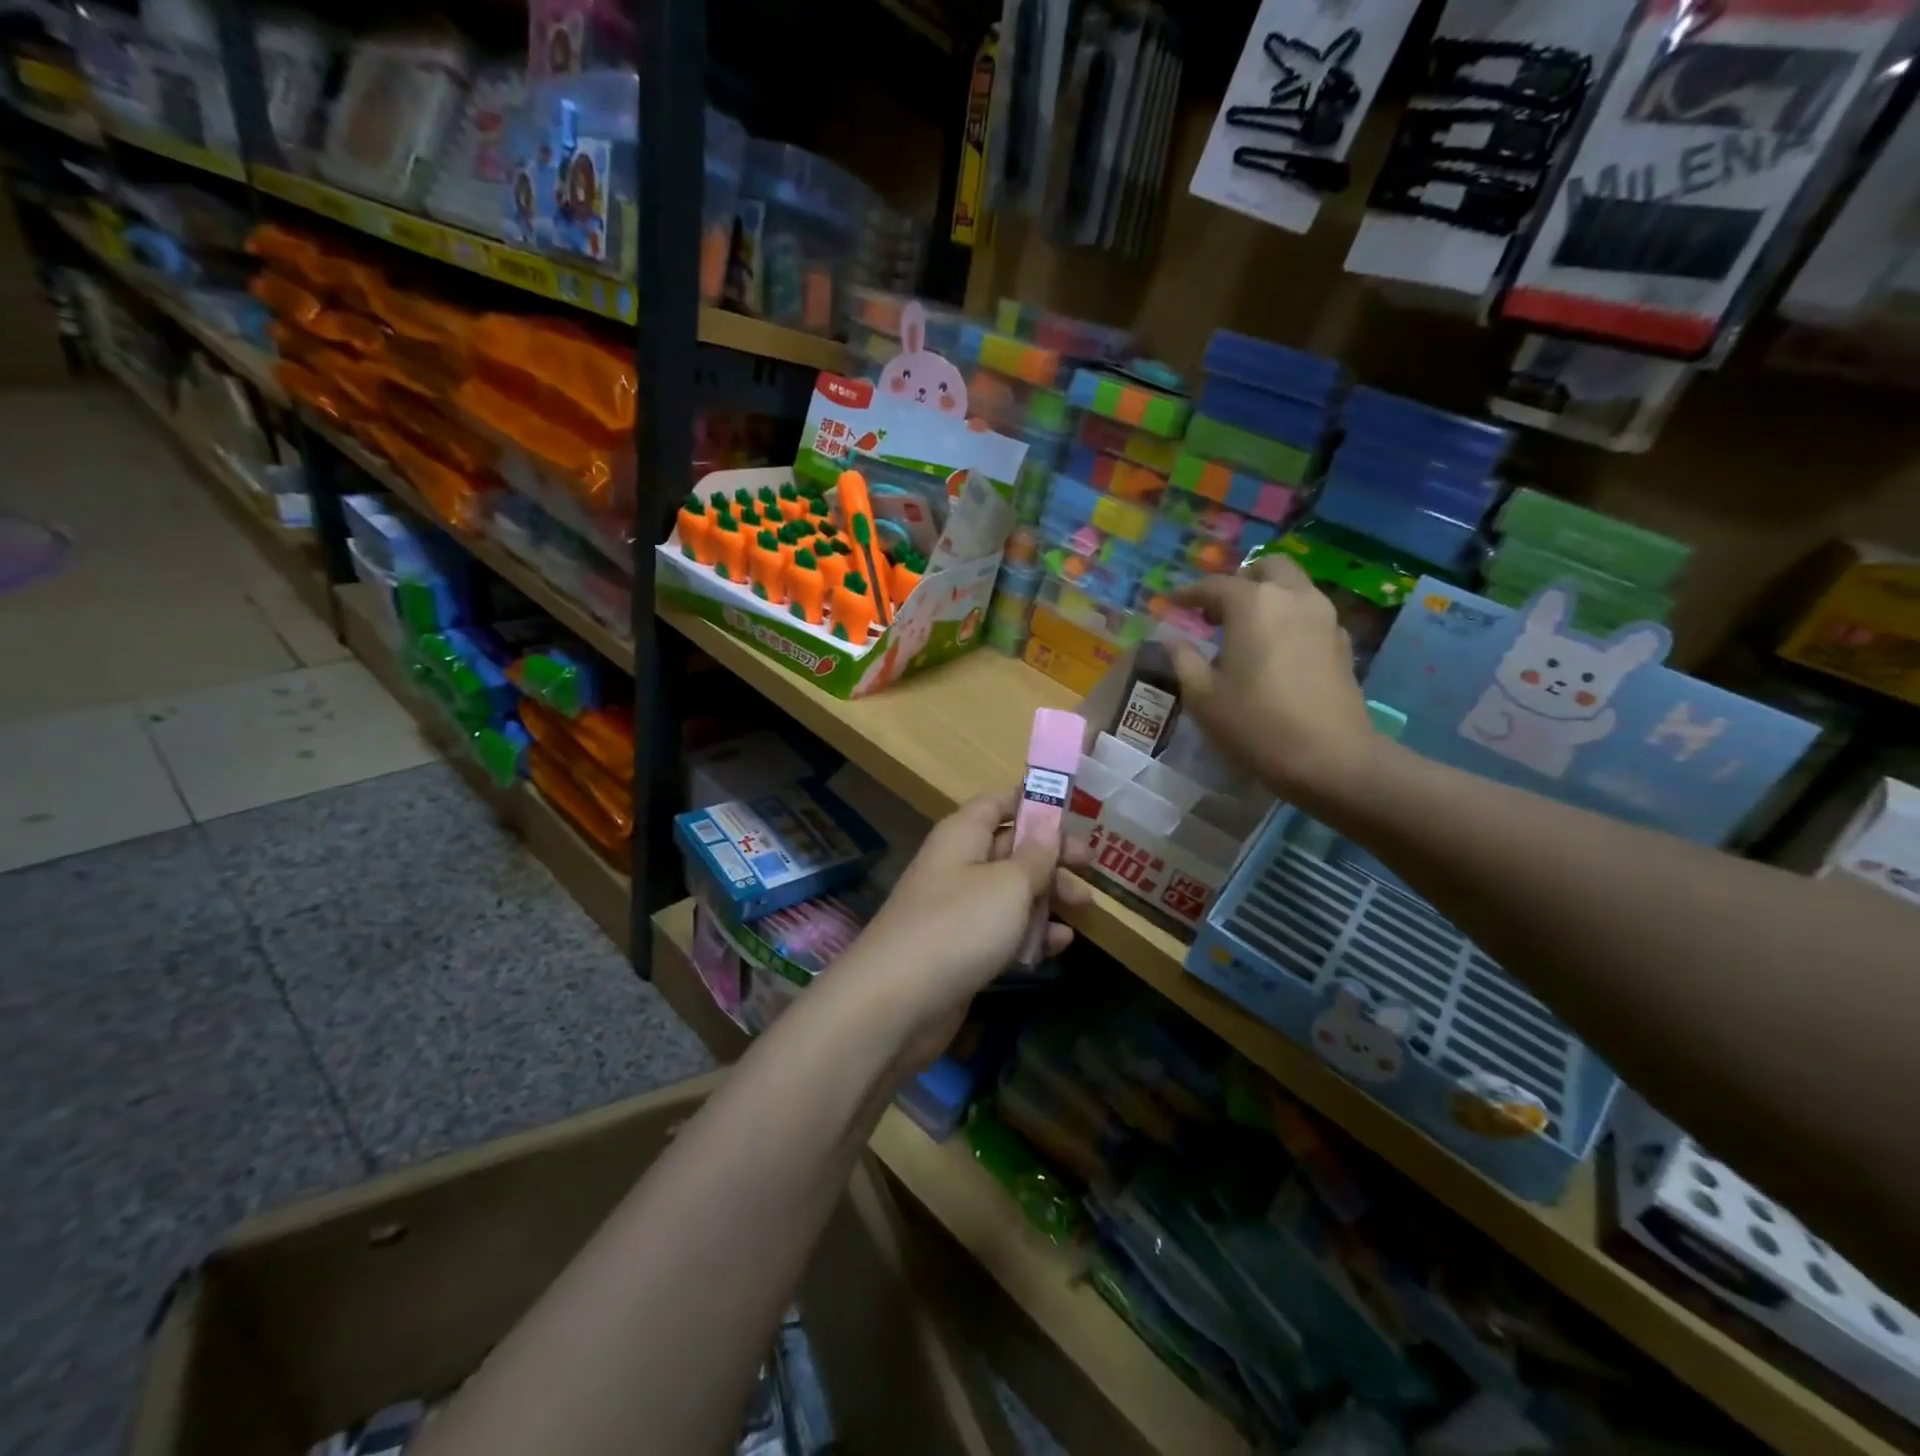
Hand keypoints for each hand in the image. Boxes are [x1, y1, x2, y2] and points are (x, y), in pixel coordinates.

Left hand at [841, 790, 1090, 1069]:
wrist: (896, 1002)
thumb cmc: (959, 926)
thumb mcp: (1008, 884)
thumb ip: (1035, 855)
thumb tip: (1048, 826)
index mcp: (962, 835)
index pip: (997, 802)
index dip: (1033, 802)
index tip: (1073, 813)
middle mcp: (957, 865)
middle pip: (1010, 848)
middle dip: (1050, 856)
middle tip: (1089, 868)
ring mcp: (957, 910)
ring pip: (1010, 892)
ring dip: (1046, 897)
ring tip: (1084, 908)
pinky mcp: (961, 950)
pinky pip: (1002, 931)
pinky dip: (1031, 934)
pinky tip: (1060, 944)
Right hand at [1170, 554, 1377, 804]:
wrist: (1330, 757)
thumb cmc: (1255, 723)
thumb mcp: (1203, 696)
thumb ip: (1183, 660)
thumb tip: (1173, 641)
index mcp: (1253, 604)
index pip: (1214, 585)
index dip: (1189, 593)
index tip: (1172, 603)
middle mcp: (1292, 597)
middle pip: (1267, 568)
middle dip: (1240, 580)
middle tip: (1218, 608)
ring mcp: (1324, 617)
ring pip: (1294, 587)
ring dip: (1268, 596)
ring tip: (1245, 628)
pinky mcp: (1342, 642)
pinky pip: (1311, 614)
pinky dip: (1290, 618)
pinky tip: (1276, 649)